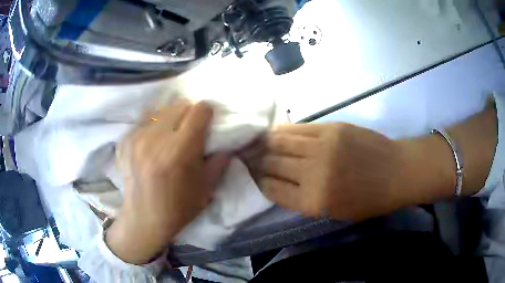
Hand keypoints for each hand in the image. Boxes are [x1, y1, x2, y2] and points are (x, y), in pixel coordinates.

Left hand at [107, 101, 229, 263]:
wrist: (144, 219)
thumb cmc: (178, 208)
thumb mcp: (205, 188)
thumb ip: (218, 162)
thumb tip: (226, 144)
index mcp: (179, 150)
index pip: (198, 111)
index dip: (207, 113)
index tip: (207, 121)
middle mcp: (156, 138)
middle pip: (179, 105)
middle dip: (189, 113)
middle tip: (189, 129)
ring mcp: (136, 137)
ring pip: (160, 109)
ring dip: (170, 117)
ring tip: (170, 133)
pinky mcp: (124, 141)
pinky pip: (143, 120)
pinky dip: (152, 125)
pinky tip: (153, 141)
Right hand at [240, 123, 403, 220]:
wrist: (396, 172)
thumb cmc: (368, 200)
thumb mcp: (334, 212)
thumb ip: (303, 199)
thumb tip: (278, 182)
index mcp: (314, 202)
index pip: (272, 189)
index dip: (258, 180)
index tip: (252, 175)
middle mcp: (313, 174)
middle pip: (272, 164)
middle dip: (256, 161)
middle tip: (246, 156)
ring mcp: (322, 147)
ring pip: (280, 142)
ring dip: (264, 143)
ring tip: (255, 142)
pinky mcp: (331, 128)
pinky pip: (298, 128)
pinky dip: (282, 131)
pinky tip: (275, 132)